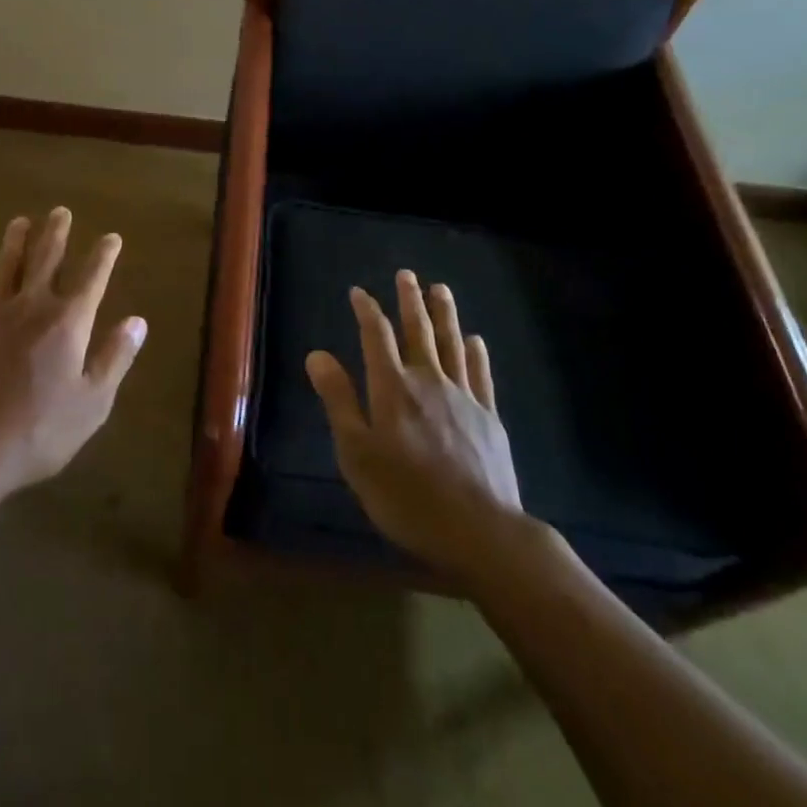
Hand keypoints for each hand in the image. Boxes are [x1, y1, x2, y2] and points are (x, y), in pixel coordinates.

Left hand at [0, 208, 146, 505]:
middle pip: (46, 259)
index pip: (92, 277)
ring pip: (6, 266)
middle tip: (60, 211)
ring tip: (21, 221)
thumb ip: (115, 357)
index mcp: (68, 322)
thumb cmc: (41, 430)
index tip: (112, 237)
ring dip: (15, 241)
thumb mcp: (93, 403)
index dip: (104, 255)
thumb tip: (138, 321)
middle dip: (56, 233)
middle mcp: (32, 306)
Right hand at [306, 271, 530, 586]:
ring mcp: (463, 397)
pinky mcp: (489, 417)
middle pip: (418, 331)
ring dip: (444, 314)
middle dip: (410, 301)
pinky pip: (480, 374)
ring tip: (440, 290)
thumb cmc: (406, 495)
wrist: (480, 531)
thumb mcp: (356, 453)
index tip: (359, 292)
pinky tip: (475, 339)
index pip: (376, 336)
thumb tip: (317, 354)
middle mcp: (428, 381)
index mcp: (392, 388)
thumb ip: (338, 400)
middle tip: (407, 275)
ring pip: (452, 344)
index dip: (367, 311)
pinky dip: (476, 353)